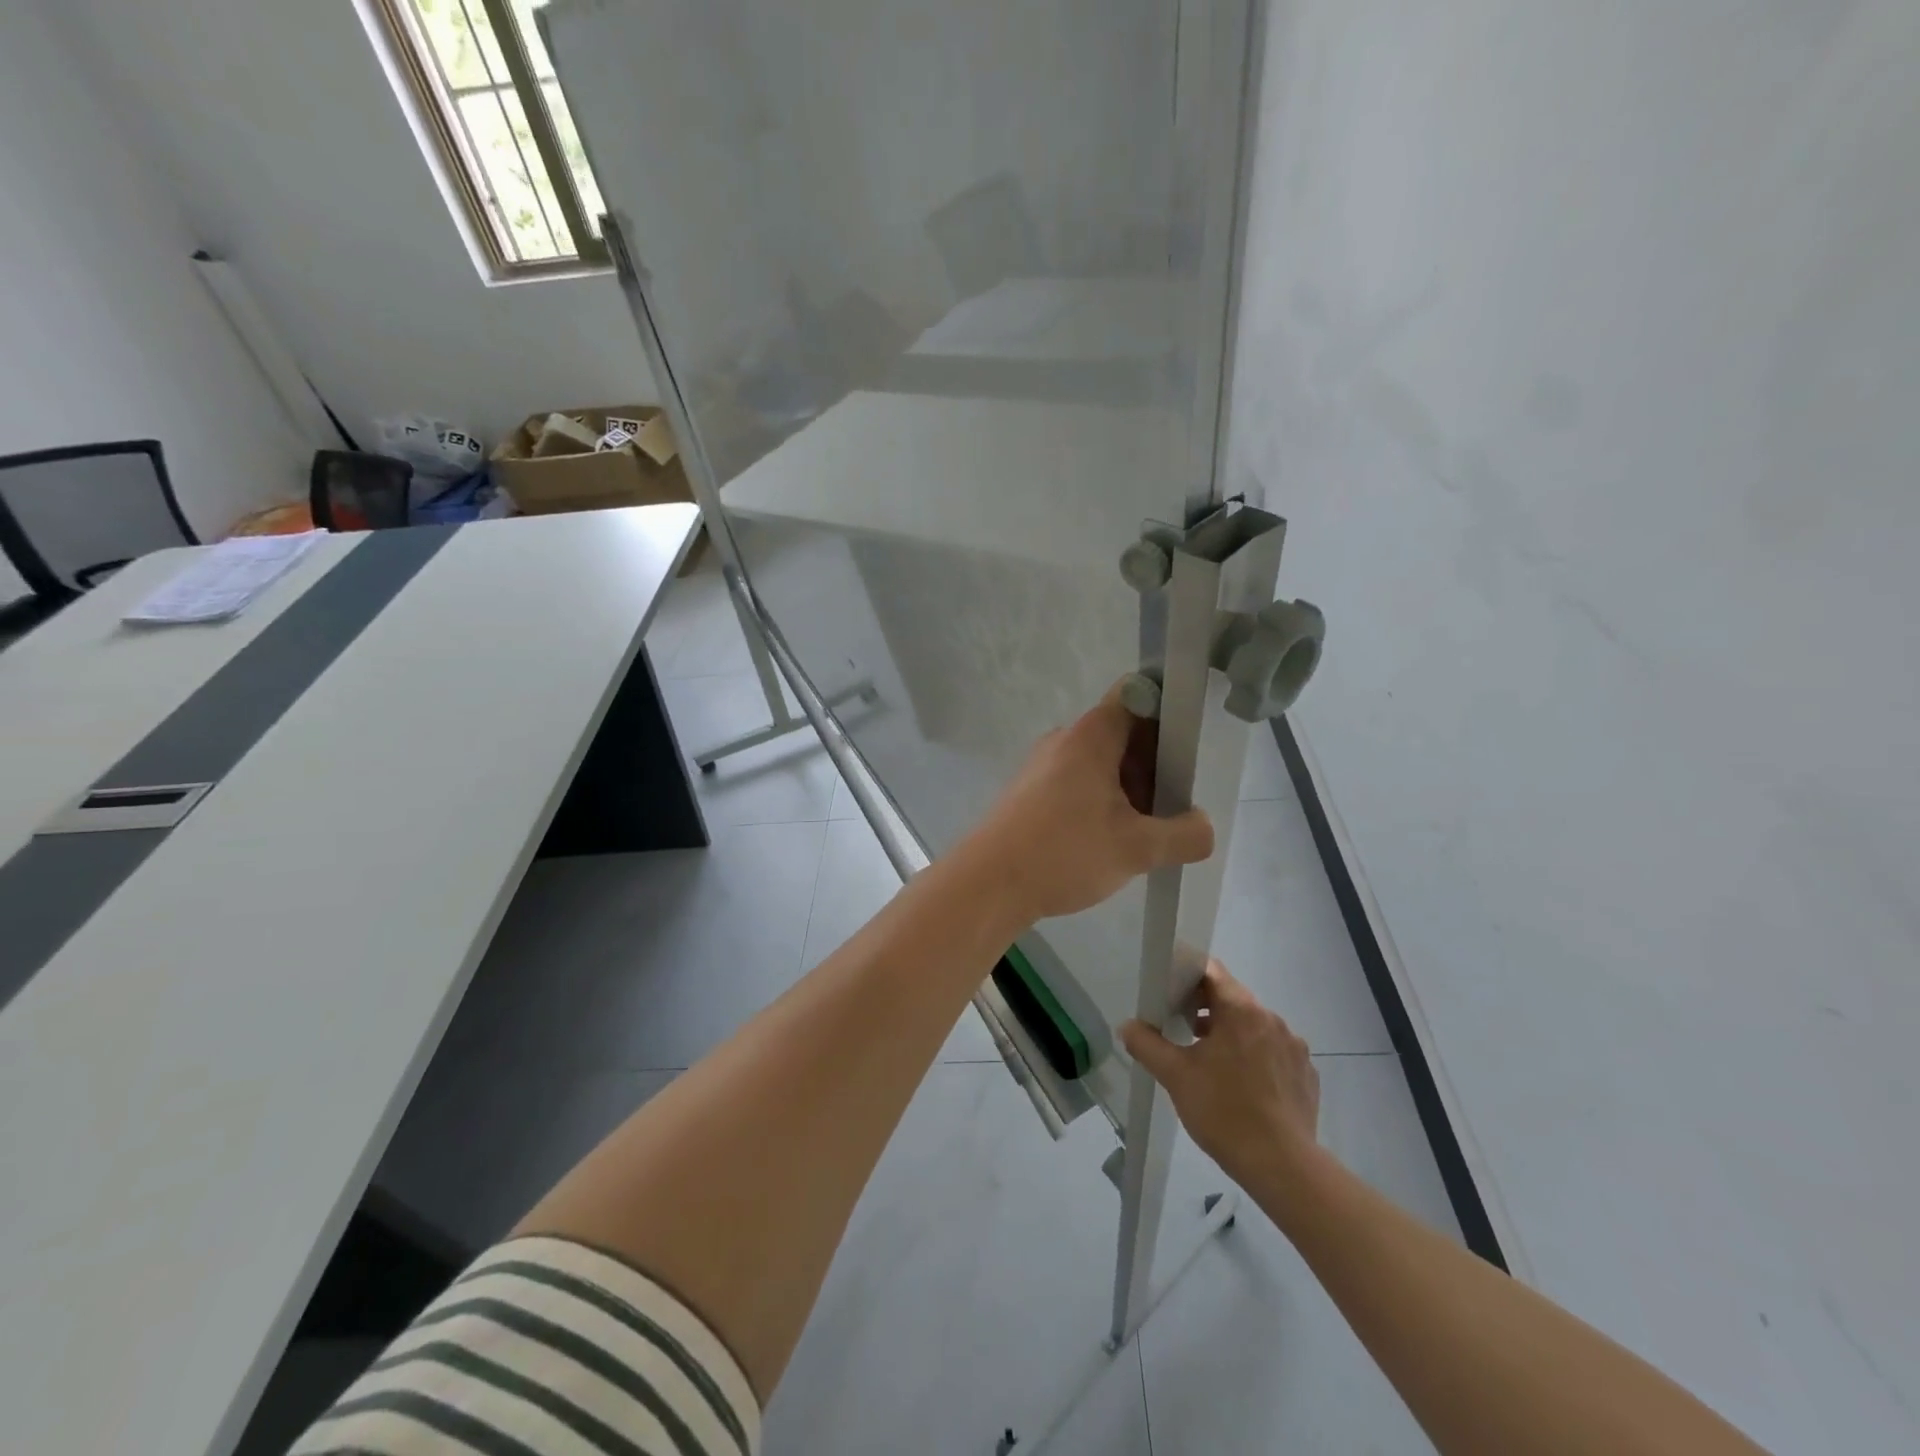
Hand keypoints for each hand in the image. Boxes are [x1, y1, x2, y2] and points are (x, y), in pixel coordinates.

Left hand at [958, 682, 1215, 924]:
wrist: (988, 884)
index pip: (1139, 695)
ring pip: (1102, 764)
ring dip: (1130, 790)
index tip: (1189, 752)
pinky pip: (1079, 784)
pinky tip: (1110, 842)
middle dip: (1155, 766)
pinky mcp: (1031, 792)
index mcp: (1092, 735)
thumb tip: (1204, 827)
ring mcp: (1044, 766)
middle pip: (1124, 733)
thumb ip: (1184, 835)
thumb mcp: (1137, 848)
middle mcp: (1065, 740)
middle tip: (1174, 806)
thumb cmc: (1064, 852)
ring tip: (1145, 833)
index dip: (1170, 714)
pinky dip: (1102, 803)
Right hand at [1121, 961, 1320, 1184]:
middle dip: (1206, 1008)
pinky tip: (1242, 1086)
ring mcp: (1293, 1047)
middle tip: (1182, 1031)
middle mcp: (1272, 1019)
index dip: (1188, 977)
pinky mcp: (1305, 1074)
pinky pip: (1274, 1052)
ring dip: (1230, 1033)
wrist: (1282, 1167)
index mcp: (1241, 1010)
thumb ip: (1147, 1044)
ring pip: (1254, 1026)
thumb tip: (1128, 1026)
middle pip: (1233, 998)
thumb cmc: (1224, 1112)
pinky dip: (1255, 1057)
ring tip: (1209, 1062)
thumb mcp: (1175, 1076)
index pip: (1212, 972)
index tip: (1170, 995)